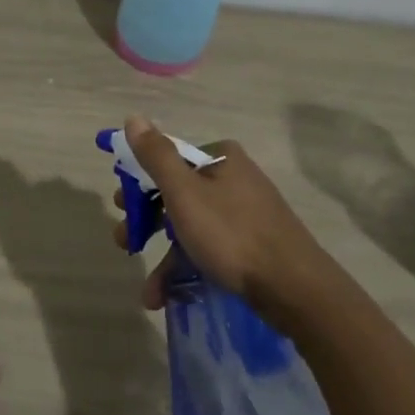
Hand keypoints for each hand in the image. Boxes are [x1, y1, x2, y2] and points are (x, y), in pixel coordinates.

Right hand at [114, 115, 338, 314]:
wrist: (293, 286)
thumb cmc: (231, 233)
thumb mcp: (184, 193)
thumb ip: (156, 156)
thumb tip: (133, 118)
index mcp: (221, 158)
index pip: (169, 161)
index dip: (140, 183)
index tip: (121, 206)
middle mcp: (234, 179)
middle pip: (177, 195)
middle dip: (146, 222)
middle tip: (126, 241)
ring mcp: (245, 213)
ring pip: (191, 227)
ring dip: (164, 257)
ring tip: (147, 291)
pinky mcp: (251, 244)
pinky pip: (209, 249)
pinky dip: (187, 269)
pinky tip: (167, 296)